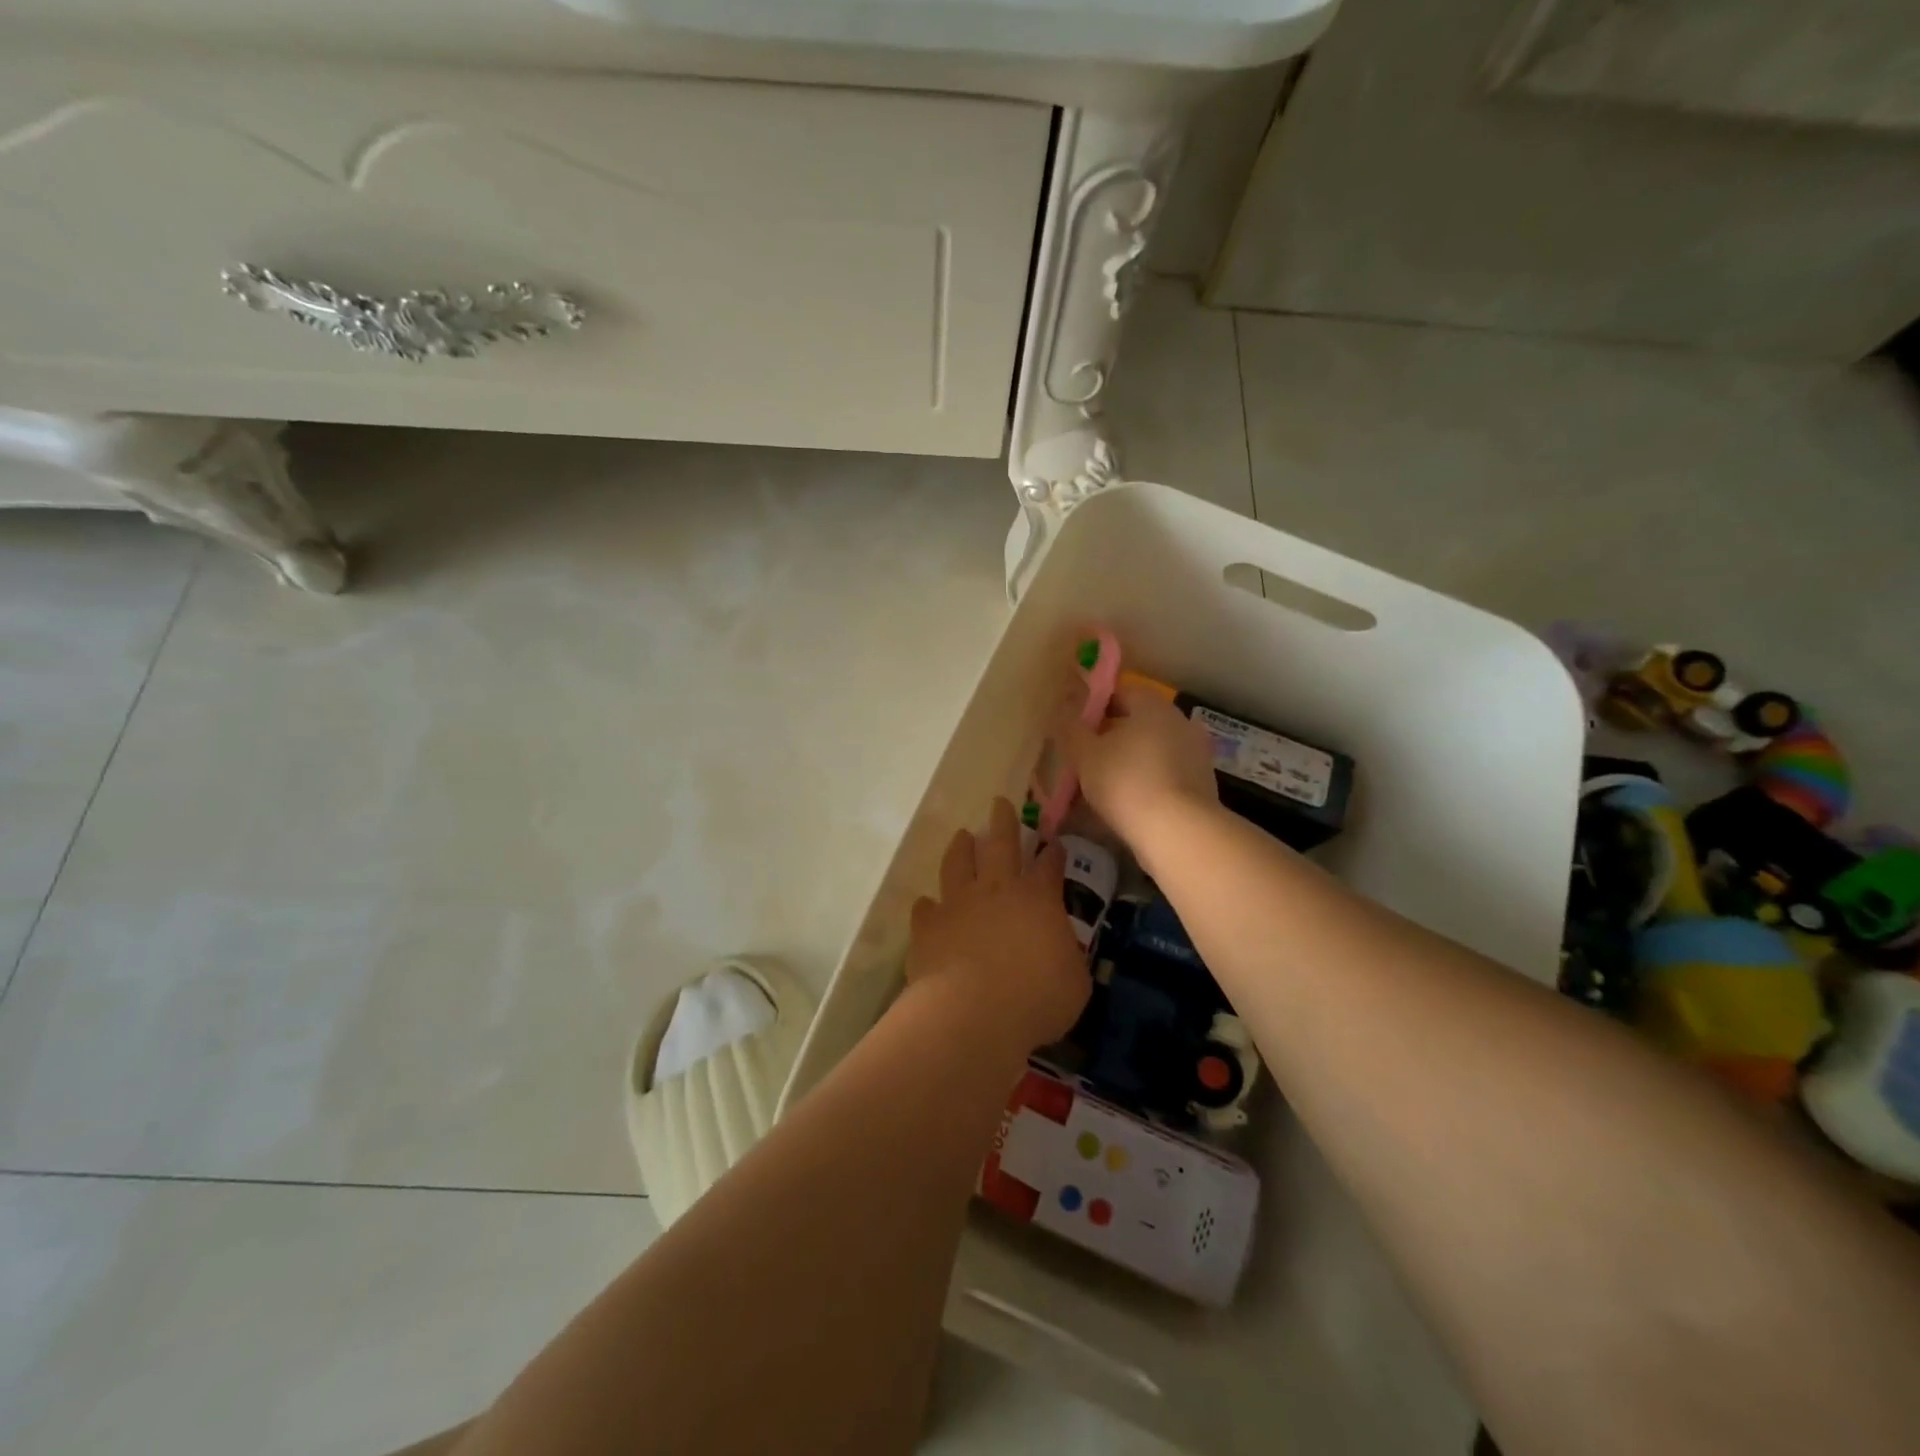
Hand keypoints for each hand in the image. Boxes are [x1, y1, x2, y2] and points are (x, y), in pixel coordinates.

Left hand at [907, 798, 1090, 1049]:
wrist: (972, 1012)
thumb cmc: (1036, 999)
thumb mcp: (1074, 983)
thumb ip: (1068, 958)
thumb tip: (1062, 952)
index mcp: (1038, 899)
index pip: (1050, 866)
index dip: (1054, 853)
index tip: (1054, 843)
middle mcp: (997, 890)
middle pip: (1001, 844)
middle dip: (1004, 821)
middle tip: (1000, 803)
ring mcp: (958, 903)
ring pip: (958, 862)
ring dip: (961, 847)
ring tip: (962, 836)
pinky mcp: (928, 925)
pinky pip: (926, 907)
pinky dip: (929, 906)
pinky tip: (928, 906)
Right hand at [1060, 683, 1218, 847]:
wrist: (1178, 831)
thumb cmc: (1126, 781)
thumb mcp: (1085, 754)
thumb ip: (1072, 728)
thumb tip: (1064, 708)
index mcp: (1153, 705)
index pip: (1120, 692)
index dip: (1094, 707)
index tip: (1075, 729)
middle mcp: (1179, 722)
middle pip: (1138, 722)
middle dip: (1111, 736)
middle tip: (1084, 758)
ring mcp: (1195, 754)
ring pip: (1151, 750)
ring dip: (1129, 762)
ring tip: (1101, 786)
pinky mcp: (1201, 785)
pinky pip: (1164, 775)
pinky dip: (1146, 783)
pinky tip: (1127, 804)